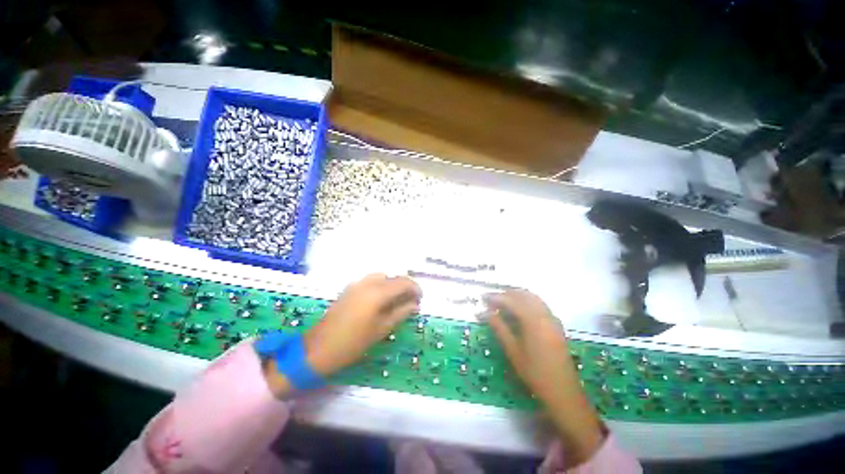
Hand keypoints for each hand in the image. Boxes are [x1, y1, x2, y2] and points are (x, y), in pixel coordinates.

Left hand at [304, 274, 421, 375]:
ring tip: (397, 301)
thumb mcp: (382, 329)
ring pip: (383, 277)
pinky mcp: (350, 288)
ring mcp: (357, 283)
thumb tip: (415, 304)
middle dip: (405, 286)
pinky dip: (381, 286)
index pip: (404, 282)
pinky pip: (371, 281)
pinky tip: (381, 301)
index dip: (415, 288)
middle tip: (410, 301)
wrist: (318, 348)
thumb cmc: (354, 342)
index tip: (420, 299)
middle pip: (394, 277)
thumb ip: (401, 313)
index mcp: (378, 292)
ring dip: (393, 285)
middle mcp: (368, 282)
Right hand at [483, 290, 604, 465]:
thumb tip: (484, 312)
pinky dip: (527, 302)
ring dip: (517, 296)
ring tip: (503, 303)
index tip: (483, 298)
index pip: (511, 301)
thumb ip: (499, 327)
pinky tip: (519, 311)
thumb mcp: (512, 350)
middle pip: (523, 295)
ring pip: (533, 298)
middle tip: (491, 300)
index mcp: (533, 320)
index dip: (496, 297)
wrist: (563, 392)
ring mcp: (552, 319)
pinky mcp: (556, 325)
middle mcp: (544, 314)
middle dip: (506, 294)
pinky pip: (540, 305)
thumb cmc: (534, 373)